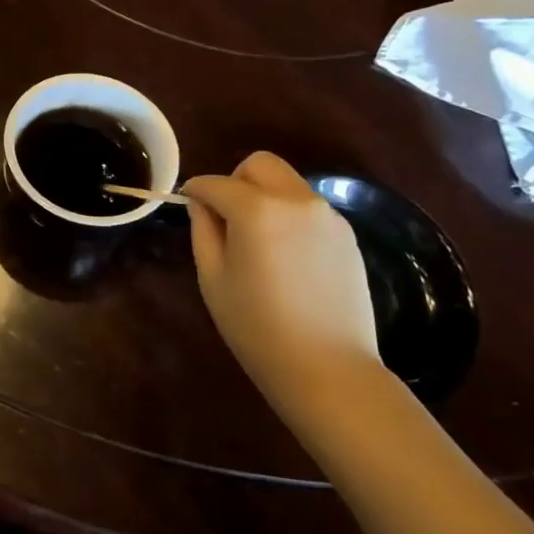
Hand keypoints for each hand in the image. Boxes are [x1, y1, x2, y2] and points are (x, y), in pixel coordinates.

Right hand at [182, 152, 382, 419]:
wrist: (328, 368)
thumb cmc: (257, 327)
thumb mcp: (213, 278)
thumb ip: (203, 230)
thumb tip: (202, 204)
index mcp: (257, 210)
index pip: (216, 183)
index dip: (195, 190)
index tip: (186, 203)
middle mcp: (296, 200)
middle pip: (259, 165)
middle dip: (236, 181)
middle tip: (226, 218)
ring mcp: (327, 216)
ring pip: (287, 184)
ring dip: (265, 197)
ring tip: (258, 242)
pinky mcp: (347, 235)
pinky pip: (308, 209)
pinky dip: (289, 216)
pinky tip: (287, 258)